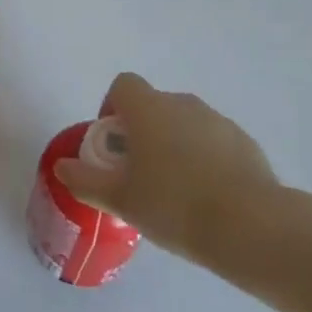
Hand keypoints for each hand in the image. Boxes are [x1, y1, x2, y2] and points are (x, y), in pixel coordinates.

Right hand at [53, 72, 279, 265]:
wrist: (250, 225)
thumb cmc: (174, 205)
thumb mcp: (120, 199)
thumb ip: (86, 179)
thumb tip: (62, 166)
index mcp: (149, 109)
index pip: (124, 85)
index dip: (113, 108)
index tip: (114, 145)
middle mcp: (183, 104)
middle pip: (154, 105)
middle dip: (143, 132)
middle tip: (139, 174)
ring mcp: (218, 121)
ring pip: (185, 124)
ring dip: (175, 145)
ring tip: (175, 192)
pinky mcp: (245, 143)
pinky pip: (213, 142)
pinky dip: (205, 159)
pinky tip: (207, 198)